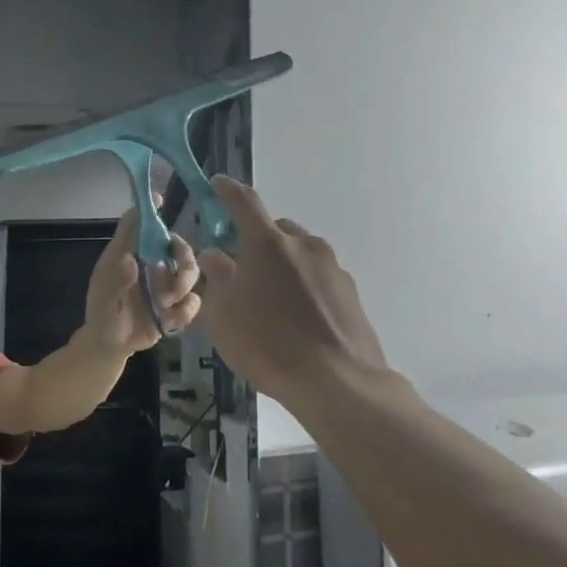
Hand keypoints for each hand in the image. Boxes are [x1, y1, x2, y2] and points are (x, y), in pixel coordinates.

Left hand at [83, 206, 202, 352]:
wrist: (111, 344)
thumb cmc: (102, 311)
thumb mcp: (104, 294)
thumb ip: (115, 278)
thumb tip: (131, 261)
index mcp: (132, 254)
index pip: (141, 225)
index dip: (151, 211)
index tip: (160, 200)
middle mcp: (153, 265)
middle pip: (180, 247)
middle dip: (184, 256)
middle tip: (178, 268)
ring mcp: (167, 286)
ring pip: (192, 274)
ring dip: (182, 287)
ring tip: (164, 303)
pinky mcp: (177, 307)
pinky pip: (193, 302)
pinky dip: (184, 311)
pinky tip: (168, 321)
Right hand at [195, 177, 392, 407]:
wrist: (337, 381)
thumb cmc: (267, 344)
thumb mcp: (223, 314)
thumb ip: (217, 277)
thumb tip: (216, 255)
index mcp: (268, 243)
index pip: (244, 201)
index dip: (226, 191)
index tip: (217, 185)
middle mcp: (304, 245)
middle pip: (274, 229)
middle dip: (255, 240)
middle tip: (240, 266)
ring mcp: (332, 267)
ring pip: (298, 253)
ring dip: (281, 264)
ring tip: (270, 300)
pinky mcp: (350, 292)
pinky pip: (317, 277)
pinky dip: (302, 285)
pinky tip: (296, 318)